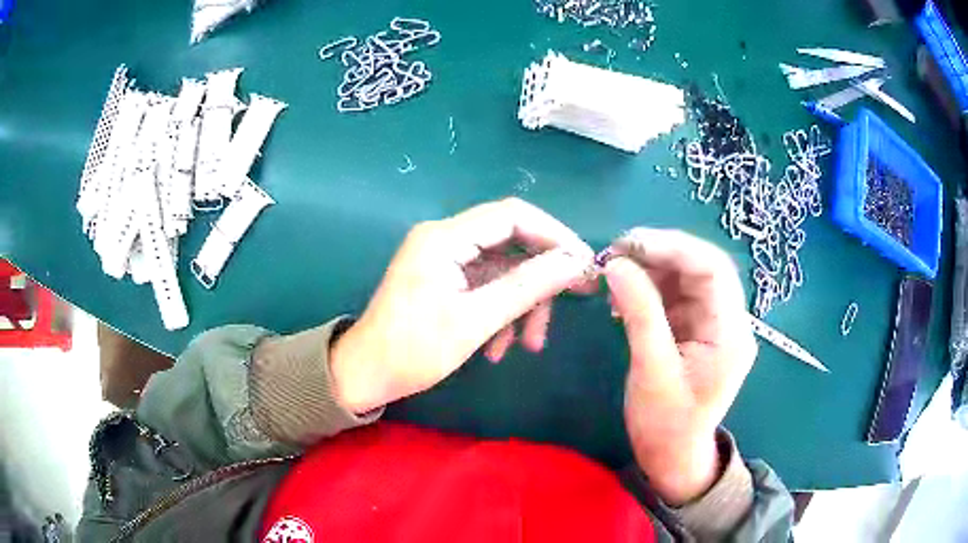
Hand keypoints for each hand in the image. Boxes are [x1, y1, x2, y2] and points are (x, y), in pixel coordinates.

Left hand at [330, 198, 594, 413]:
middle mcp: (444, 238)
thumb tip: (575, 262)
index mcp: (445, 237)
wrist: (366, 375)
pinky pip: (486, 285)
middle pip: (511, 242)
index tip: (584, 264)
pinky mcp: (444, 279)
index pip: (513, 215)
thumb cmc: (413, 351)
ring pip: (502, 268)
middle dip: (542, 276)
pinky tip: (500, 347)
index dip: (555, 235)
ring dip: (522, 303)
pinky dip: (501, 311)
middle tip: (574, 299)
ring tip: (530, 344)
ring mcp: (444, 259)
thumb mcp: (476, 320)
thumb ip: (527, 286)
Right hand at [604, 228, 756, 505]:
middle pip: (702, 268)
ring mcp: (714, 324)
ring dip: (652, 270)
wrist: (672, 457)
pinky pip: (677, 296)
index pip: (713, 269)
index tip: (629, 244)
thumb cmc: (666, 425)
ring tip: (615, 275)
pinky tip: (625, 297)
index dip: (674, 247)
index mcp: (731, 333)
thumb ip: (640, 314)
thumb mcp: (651, 372)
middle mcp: (729, 321)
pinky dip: (650, 289)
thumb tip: (616, 265)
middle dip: (660, 254)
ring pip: (687, 278)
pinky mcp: (697, 329)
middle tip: (616, 254)